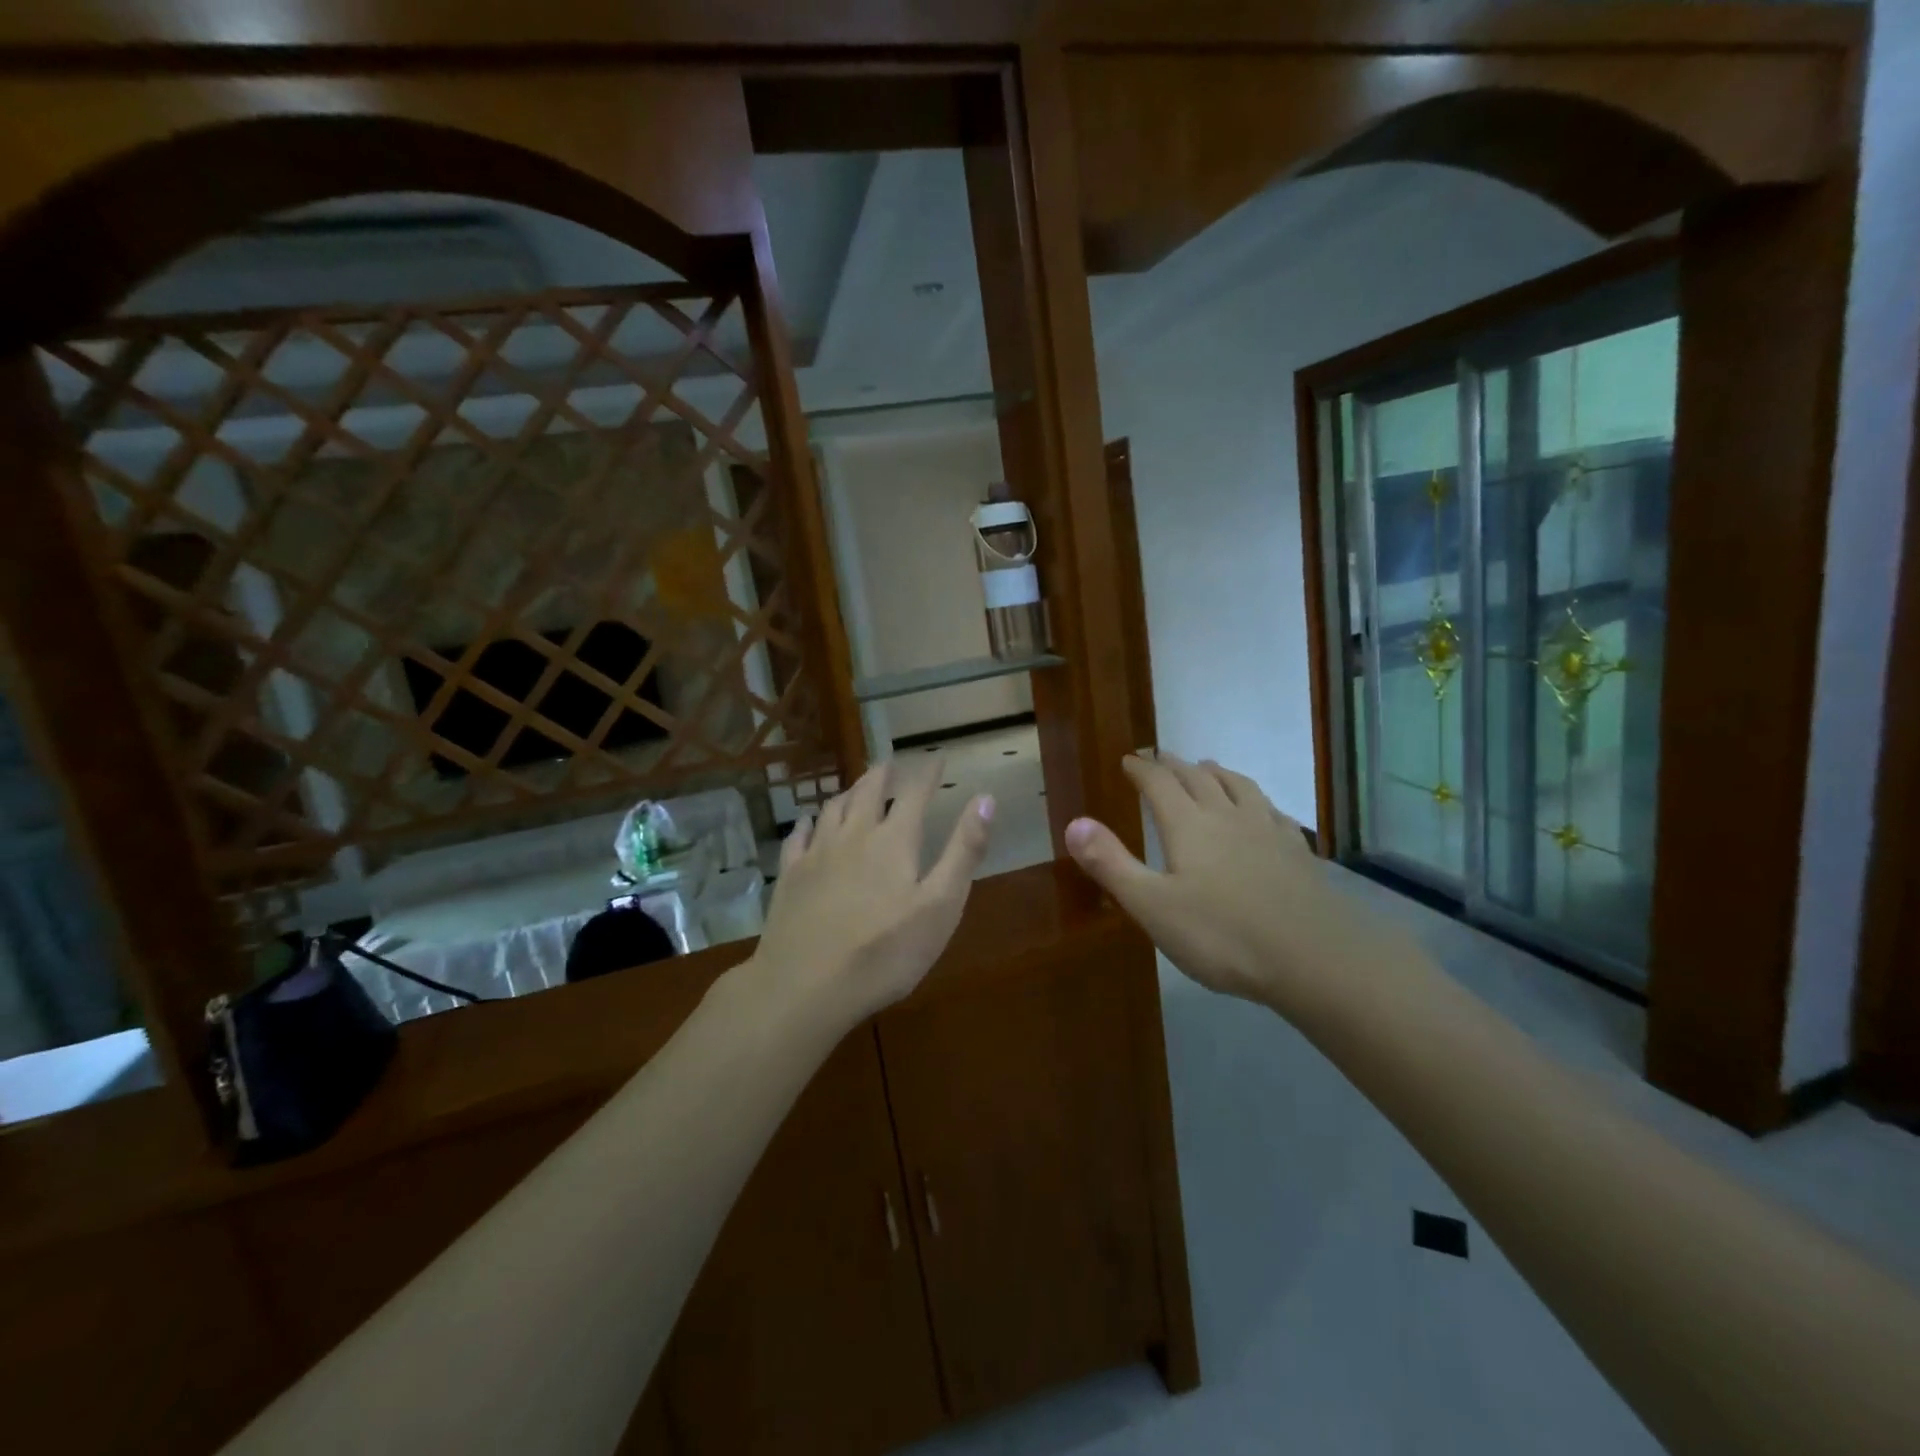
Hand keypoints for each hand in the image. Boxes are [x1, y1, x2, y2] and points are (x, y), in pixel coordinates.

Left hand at [750, 757, 994, 1026]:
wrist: (806, 985)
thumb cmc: (885, 951)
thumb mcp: (940, 905)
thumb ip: (964, 850)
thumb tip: (985, 799)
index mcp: (894, 840)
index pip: (914, 793)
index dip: (927, 773)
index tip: (937, 756)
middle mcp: (853, 835)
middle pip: (868, 792)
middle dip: (883, 774)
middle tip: (891, 762)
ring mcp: (817, 854)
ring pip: (833, 809)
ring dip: (848, 792)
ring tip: (855, 787)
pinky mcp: (790, 877)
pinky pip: (798, 837)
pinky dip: (808, 823)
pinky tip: (808, 823)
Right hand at [1064, 753, 1397, 1016]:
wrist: (1314, 958)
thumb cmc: (1222, 935)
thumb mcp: (1152, 906)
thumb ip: (1111, 863)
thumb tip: (1073, 822)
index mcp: (1189, 825)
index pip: (1159, 784)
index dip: (1141, 769)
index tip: (1128, 759)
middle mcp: (1227, 816)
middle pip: (1198, 778)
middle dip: (1174, 766)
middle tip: (1160, 757)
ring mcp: (1268, 831)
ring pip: (1239, 787)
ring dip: (1217, 772)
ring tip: (1208, 767)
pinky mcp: (1297, 851)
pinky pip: (1273, 811)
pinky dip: (1257, 800)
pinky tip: (1262, 810)